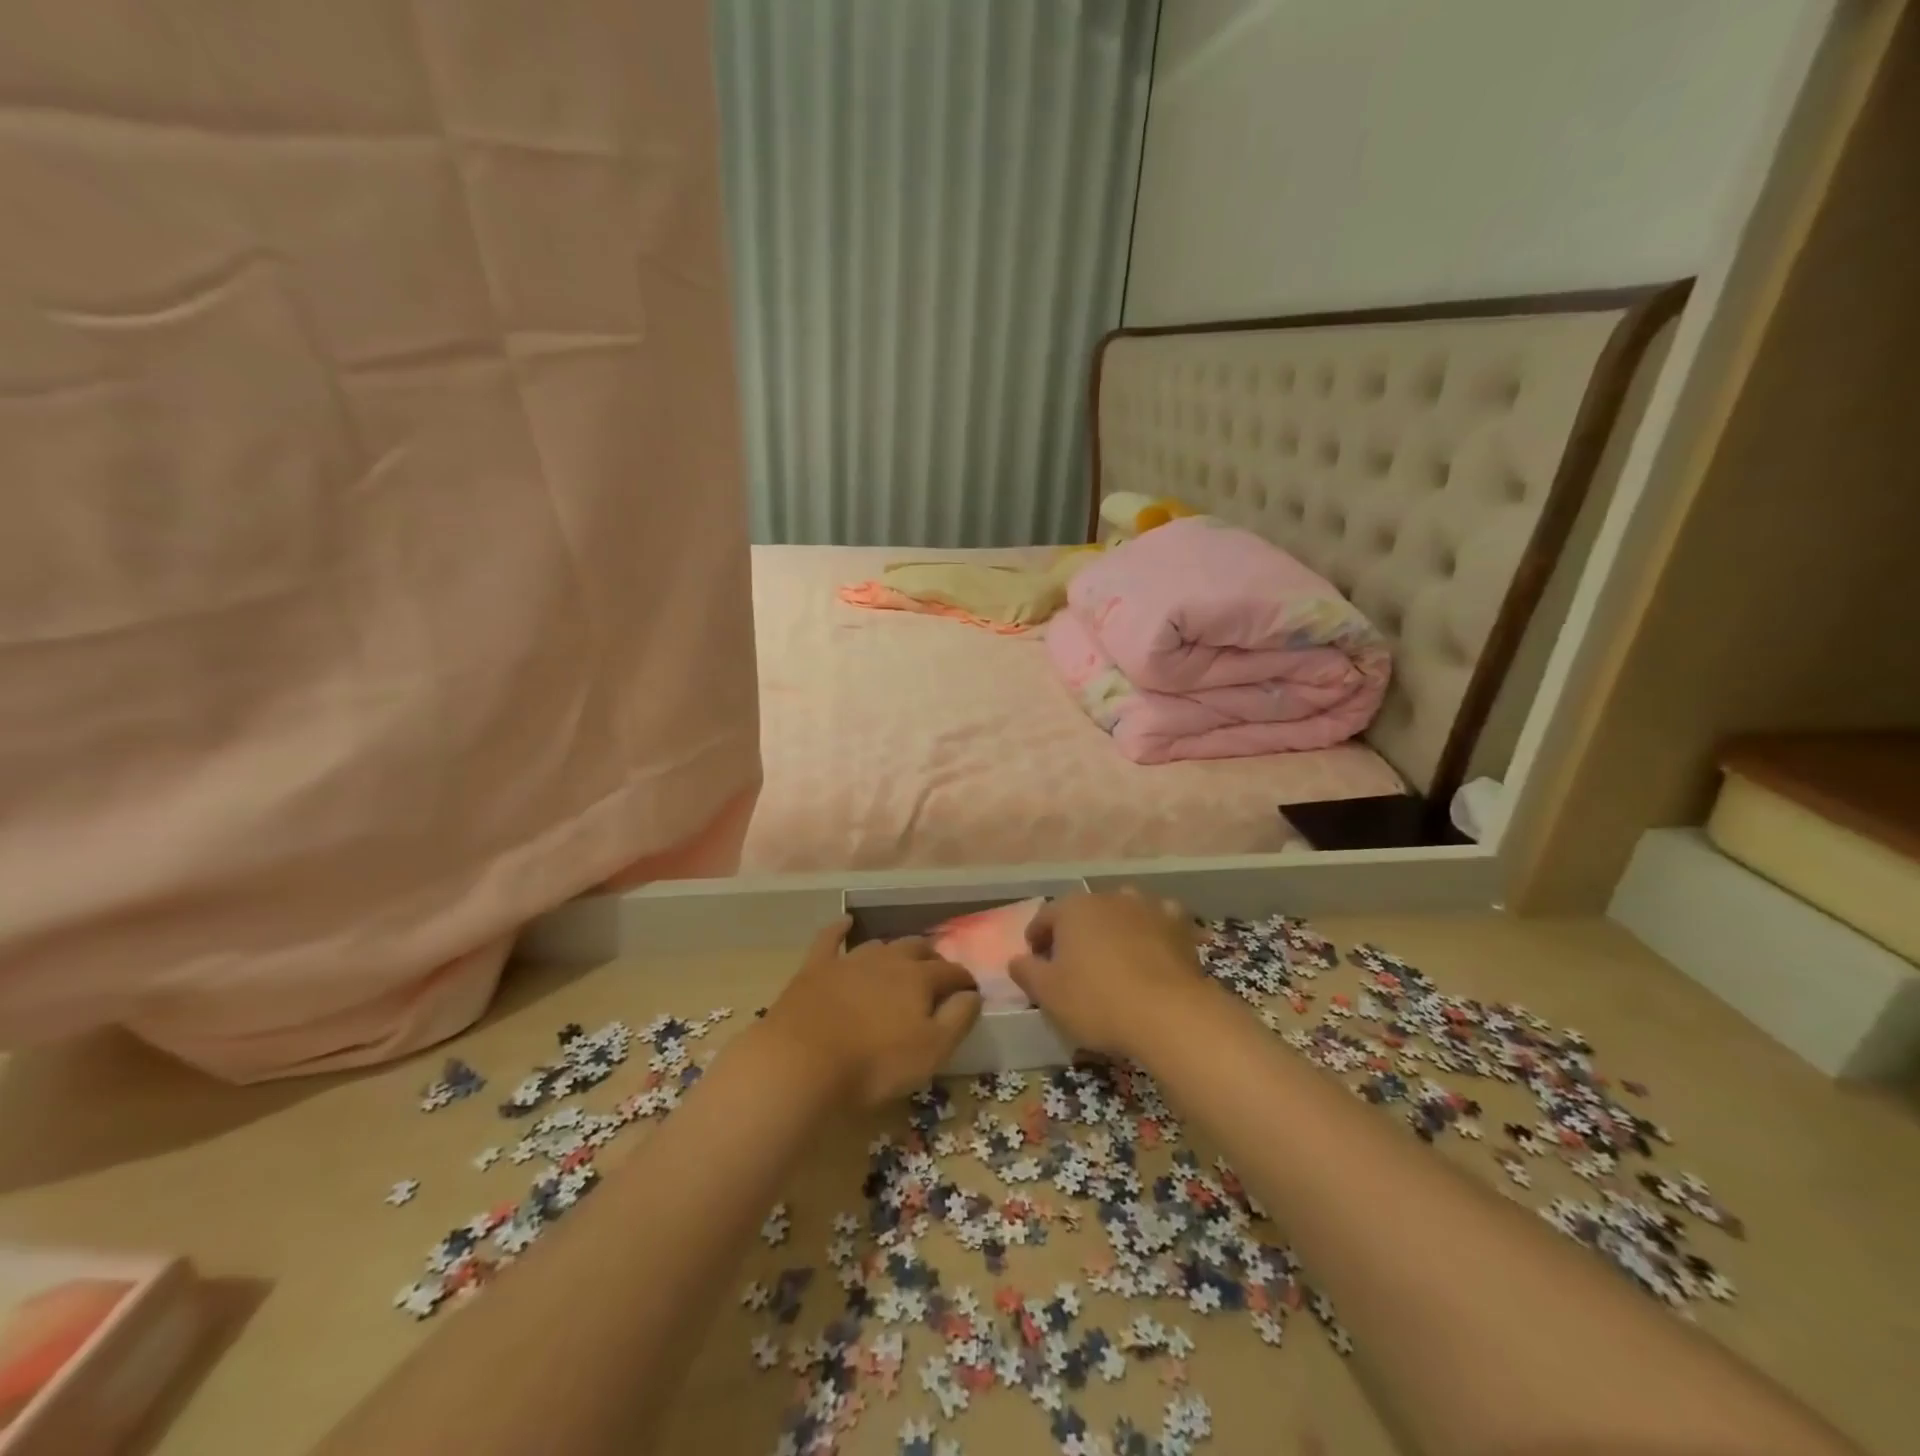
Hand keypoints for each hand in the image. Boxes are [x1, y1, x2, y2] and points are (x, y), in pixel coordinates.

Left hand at [761, 918, 981, 1107]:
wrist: (803, 1061)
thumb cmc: (874, 1063)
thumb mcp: (931, 1050)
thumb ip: (958, 1018)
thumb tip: (973, 994)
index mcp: (919, 978)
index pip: (951, 972)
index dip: (964, 981)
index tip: (971, 991)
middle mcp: (888, 959)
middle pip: (917, 949)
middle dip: (932, 959)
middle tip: (937, 974)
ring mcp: (850, 960)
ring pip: (880, 945)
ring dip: (895, 950)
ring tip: (901, 960)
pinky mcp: (817, 967)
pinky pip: (830, 938)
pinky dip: (840, 928)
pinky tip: (846, 922)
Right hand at [1010, 889, 1202, 1059]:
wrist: (1169, 1013)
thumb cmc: (1097, 1000)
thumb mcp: (1048, 994)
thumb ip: (1027, 972)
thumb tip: (1016, 960)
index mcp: (1073, 908)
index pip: (1045, 916)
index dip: (1037, 936)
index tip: (1035, 958)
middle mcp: (1109, 897)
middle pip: (1084, 911)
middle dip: (1076, 931)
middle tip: (1072, 961)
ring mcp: (1147, 907)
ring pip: (1123, 911)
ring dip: (1115, 927)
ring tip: (1114, 954)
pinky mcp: (1179, 926)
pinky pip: (1161, 922)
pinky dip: (1154, 932)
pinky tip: (1154, 950)